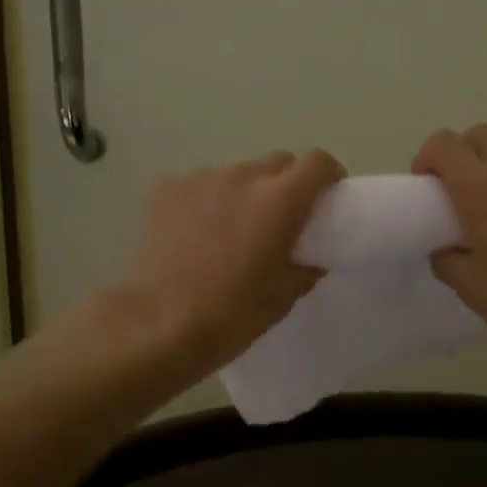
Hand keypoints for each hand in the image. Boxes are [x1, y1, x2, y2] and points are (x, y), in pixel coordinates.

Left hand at [121, 149, 344, 372]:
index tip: (326, 196)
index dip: (327, 175)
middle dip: (285, 184)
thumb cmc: (232, 314)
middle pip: (276, 163)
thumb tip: (312, 258)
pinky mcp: (165, 187)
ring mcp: (201, 178)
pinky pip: (198, 185)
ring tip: (228, 231)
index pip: (318, 162)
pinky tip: (192, 234)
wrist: (158, 324)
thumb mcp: (283, 297)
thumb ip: (306, 267)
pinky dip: (204, 201)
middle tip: (277, 220)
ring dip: (242, 193)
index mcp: (280, 200)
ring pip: (235, 174)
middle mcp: (243, 176)